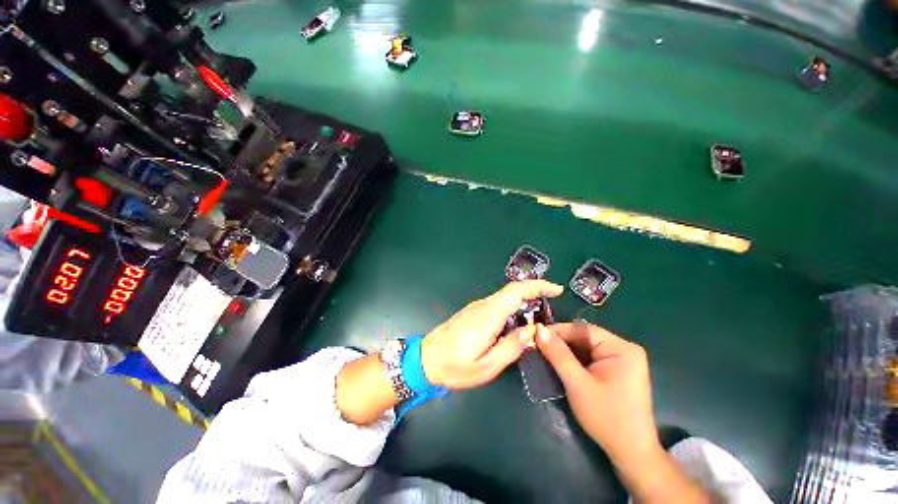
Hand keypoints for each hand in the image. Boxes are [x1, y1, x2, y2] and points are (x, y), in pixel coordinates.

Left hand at [422, 280, 563, 389]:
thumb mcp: (487, 366)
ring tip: (536, 324)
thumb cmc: (455, 366)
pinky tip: (515, 326)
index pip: (516, 291)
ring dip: (523, 304)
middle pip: (512, 292)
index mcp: (488, 315)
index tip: (556, 290)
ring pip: (505, 298)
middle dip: (534, 295)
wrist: (425, 359)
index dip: (538, 286)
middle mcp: (483, 305)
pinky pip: (497, 305)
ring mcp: (476, 307)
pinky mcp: (473, 312)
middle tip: (550, 313)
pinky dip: (512, 310)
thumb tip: (532, 330)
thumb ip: (511, 347)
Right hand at [537, 323, 710, 502]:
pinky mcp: (617, 371)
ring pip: (586, 347)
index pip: (583, 330)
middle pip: (585, 337)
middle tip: (537, 345)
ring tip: (544, 353)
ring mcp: (622, 361)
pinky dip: (574, 360)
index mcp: (621, 349)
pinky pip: (591, 358)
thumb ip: (558, 355)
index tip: (536, 334)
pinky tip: (560, 364)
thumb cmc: (607, 418)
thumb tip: (539, 330)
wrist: (631, 454)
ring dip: (565, 351)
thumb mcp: (577, 384)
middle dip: (561, 342)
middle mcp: (624, 350)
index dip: (558, 330)